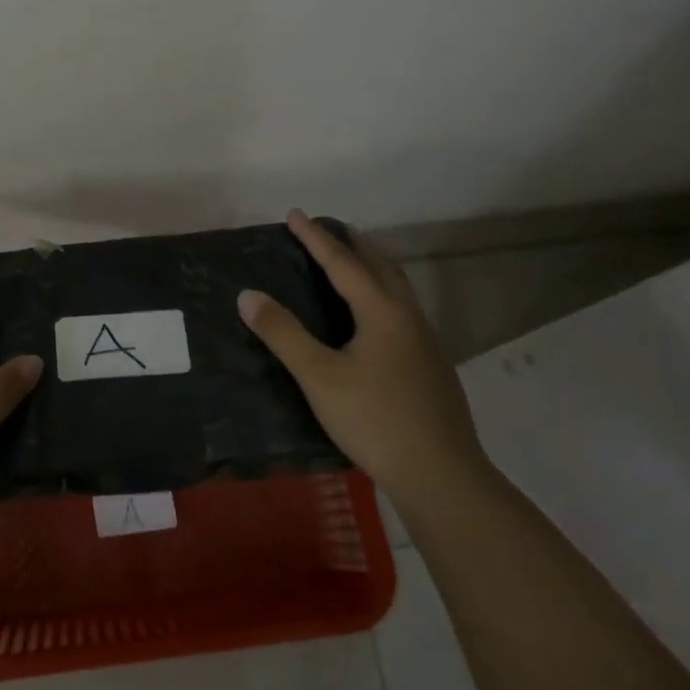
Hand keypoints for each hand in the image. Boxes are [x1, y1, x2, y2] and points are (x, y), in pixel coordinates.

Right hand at [238, 209, 487, 513]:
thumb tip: (248, 294)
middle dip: (352, 244)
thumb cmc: (375, 419)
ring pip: (397, 289)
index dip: (316, 238)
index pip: (343, 263)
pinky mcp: (430, 366)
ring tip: (352, 263)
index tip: (295, 214)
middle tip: (329, 229)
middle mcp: (407, 317)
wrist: (441, 475)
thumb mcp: (319, 376)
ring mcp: (425, 342)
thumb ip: (283, 333)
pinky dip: (381, 294)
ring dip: (372, 267)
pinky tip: (373, 319)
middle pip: (380, 267)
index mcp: (382, 312)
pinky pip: (402, 311)